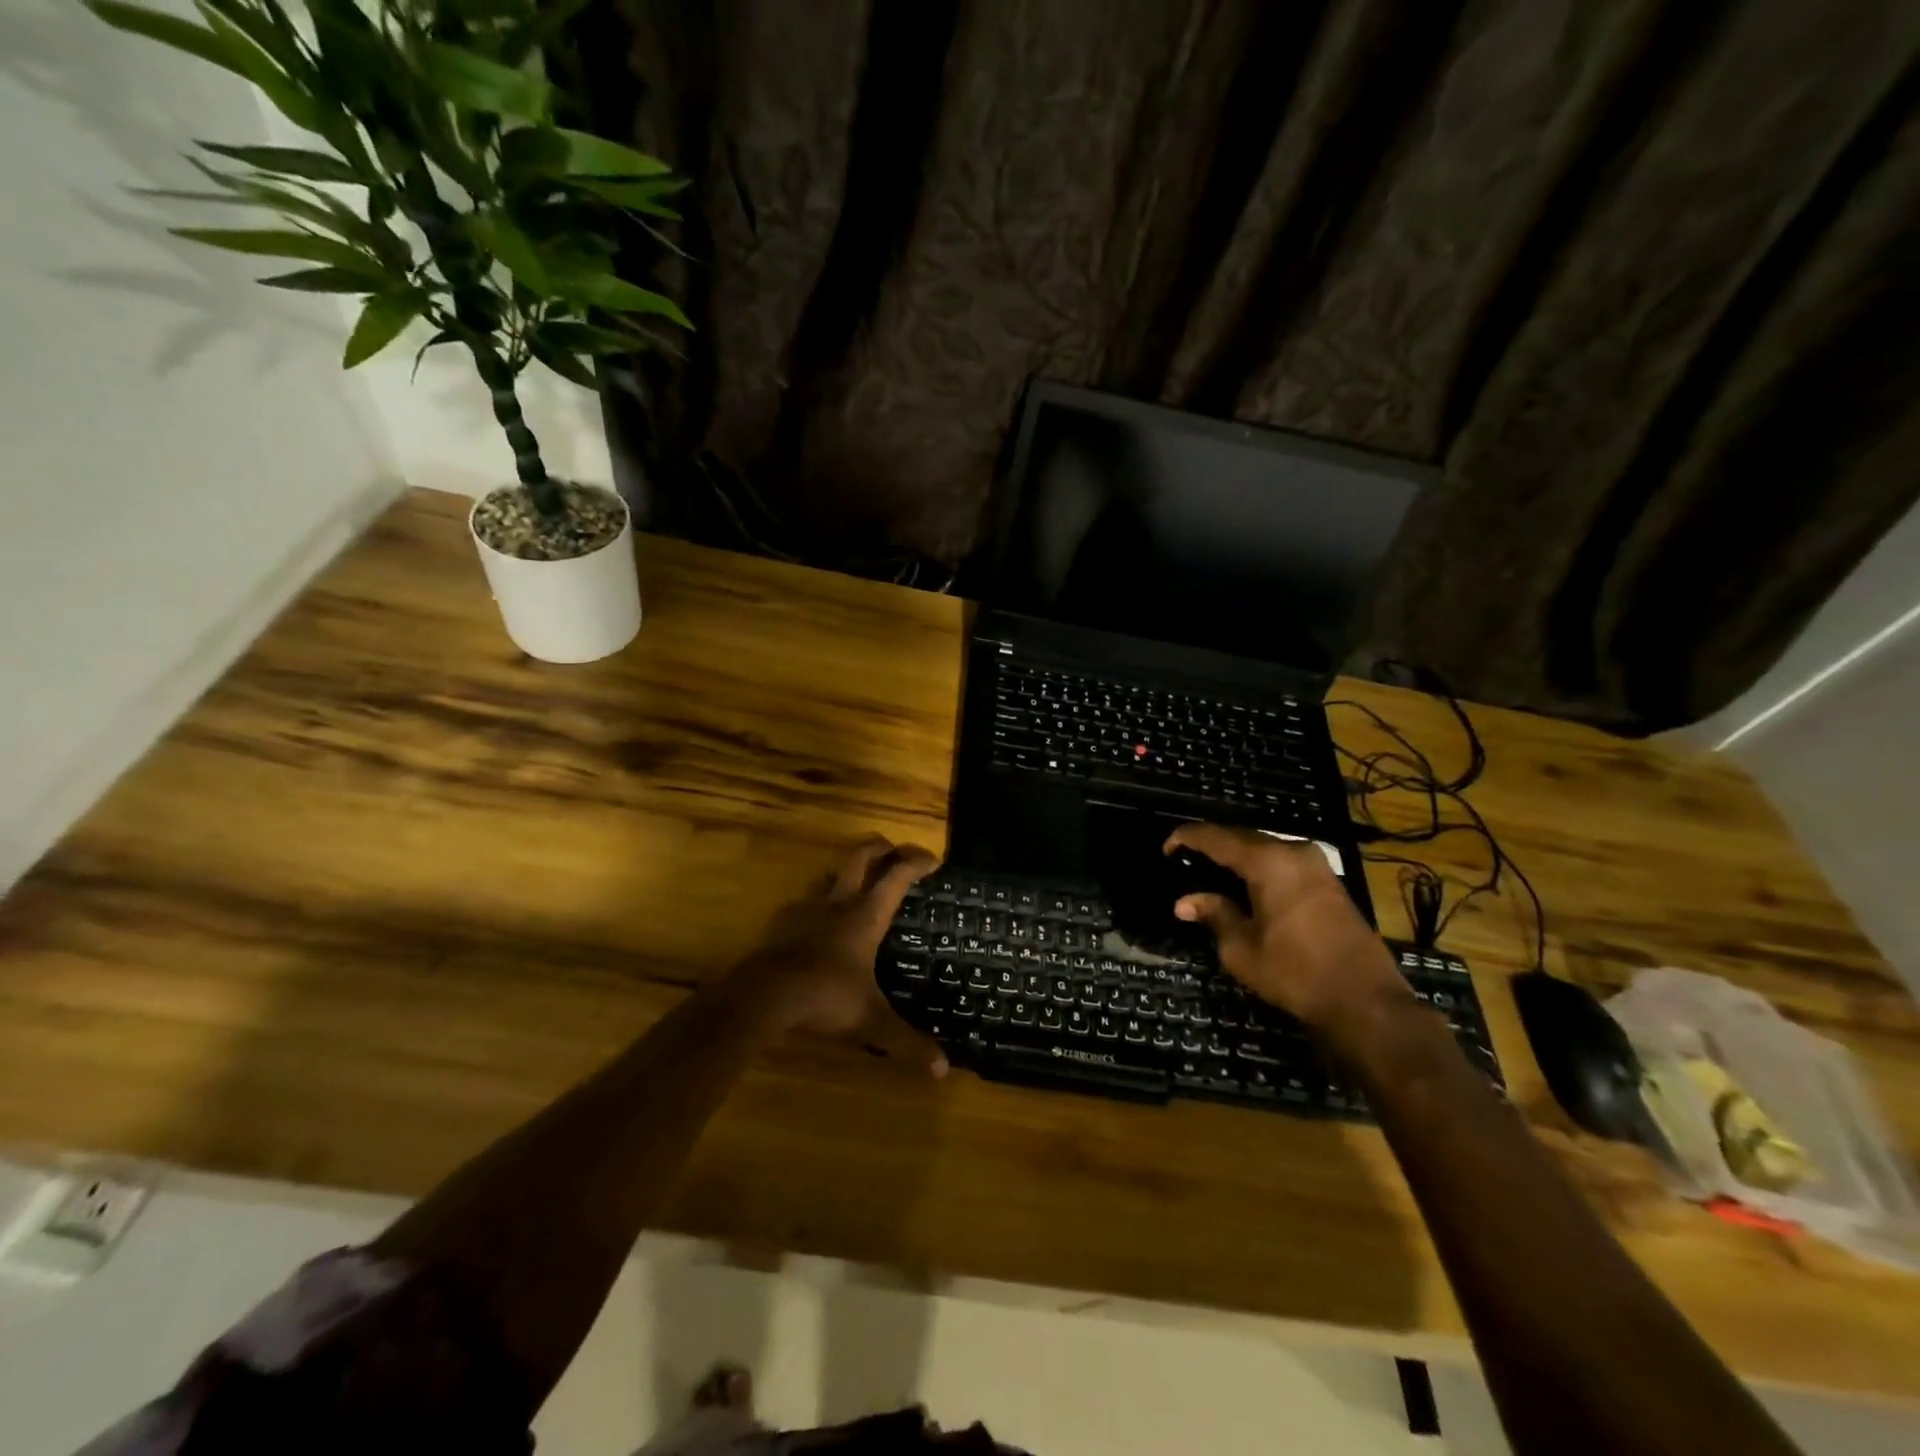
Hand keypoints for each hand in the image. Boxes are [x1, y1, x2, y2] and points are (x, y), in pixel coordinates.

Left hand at [730, 835, 947, 1075]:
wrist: (763, 995)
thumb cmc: (824, 997)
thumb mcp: (870, 1021)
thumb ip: (906, 1041)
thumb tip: (942, 1070)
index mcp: (866, 916)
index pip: (897, 876)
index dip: (917, 862)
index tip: (933, 860)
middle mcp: (839, 902)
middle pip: (861, 855)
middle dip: (881, 846)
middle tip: (895, 850)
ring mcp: (807, 907)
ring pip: (830, 871)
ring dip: (848, 868)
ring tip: (858, 878)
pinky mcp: (782, 919)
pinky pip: (805, 898)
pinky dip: (819, 898)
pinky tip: (819, 915)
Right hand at [1163, 823, 1408, 1032]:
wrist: (1366, 1001)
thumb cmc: (1296, 973)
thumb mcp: (1242, 949)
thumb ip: (1214, 915)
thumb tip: (1185, 902)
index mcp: (1268, 862)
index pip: (1216, 837)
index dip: (1187, 838)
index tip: (1166, 848)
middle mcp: (1293, 852)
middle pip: (1242, 837)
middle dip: (1212, 845)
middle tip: (1185, 859)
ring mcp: (1316, 865)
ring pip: (1265, 849)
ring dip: (1237, 856)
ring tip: (1211, 871)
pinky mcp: (1330, 881)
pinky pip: (1283, 862)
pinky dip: (1259, 867)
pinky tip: (1245, 885)